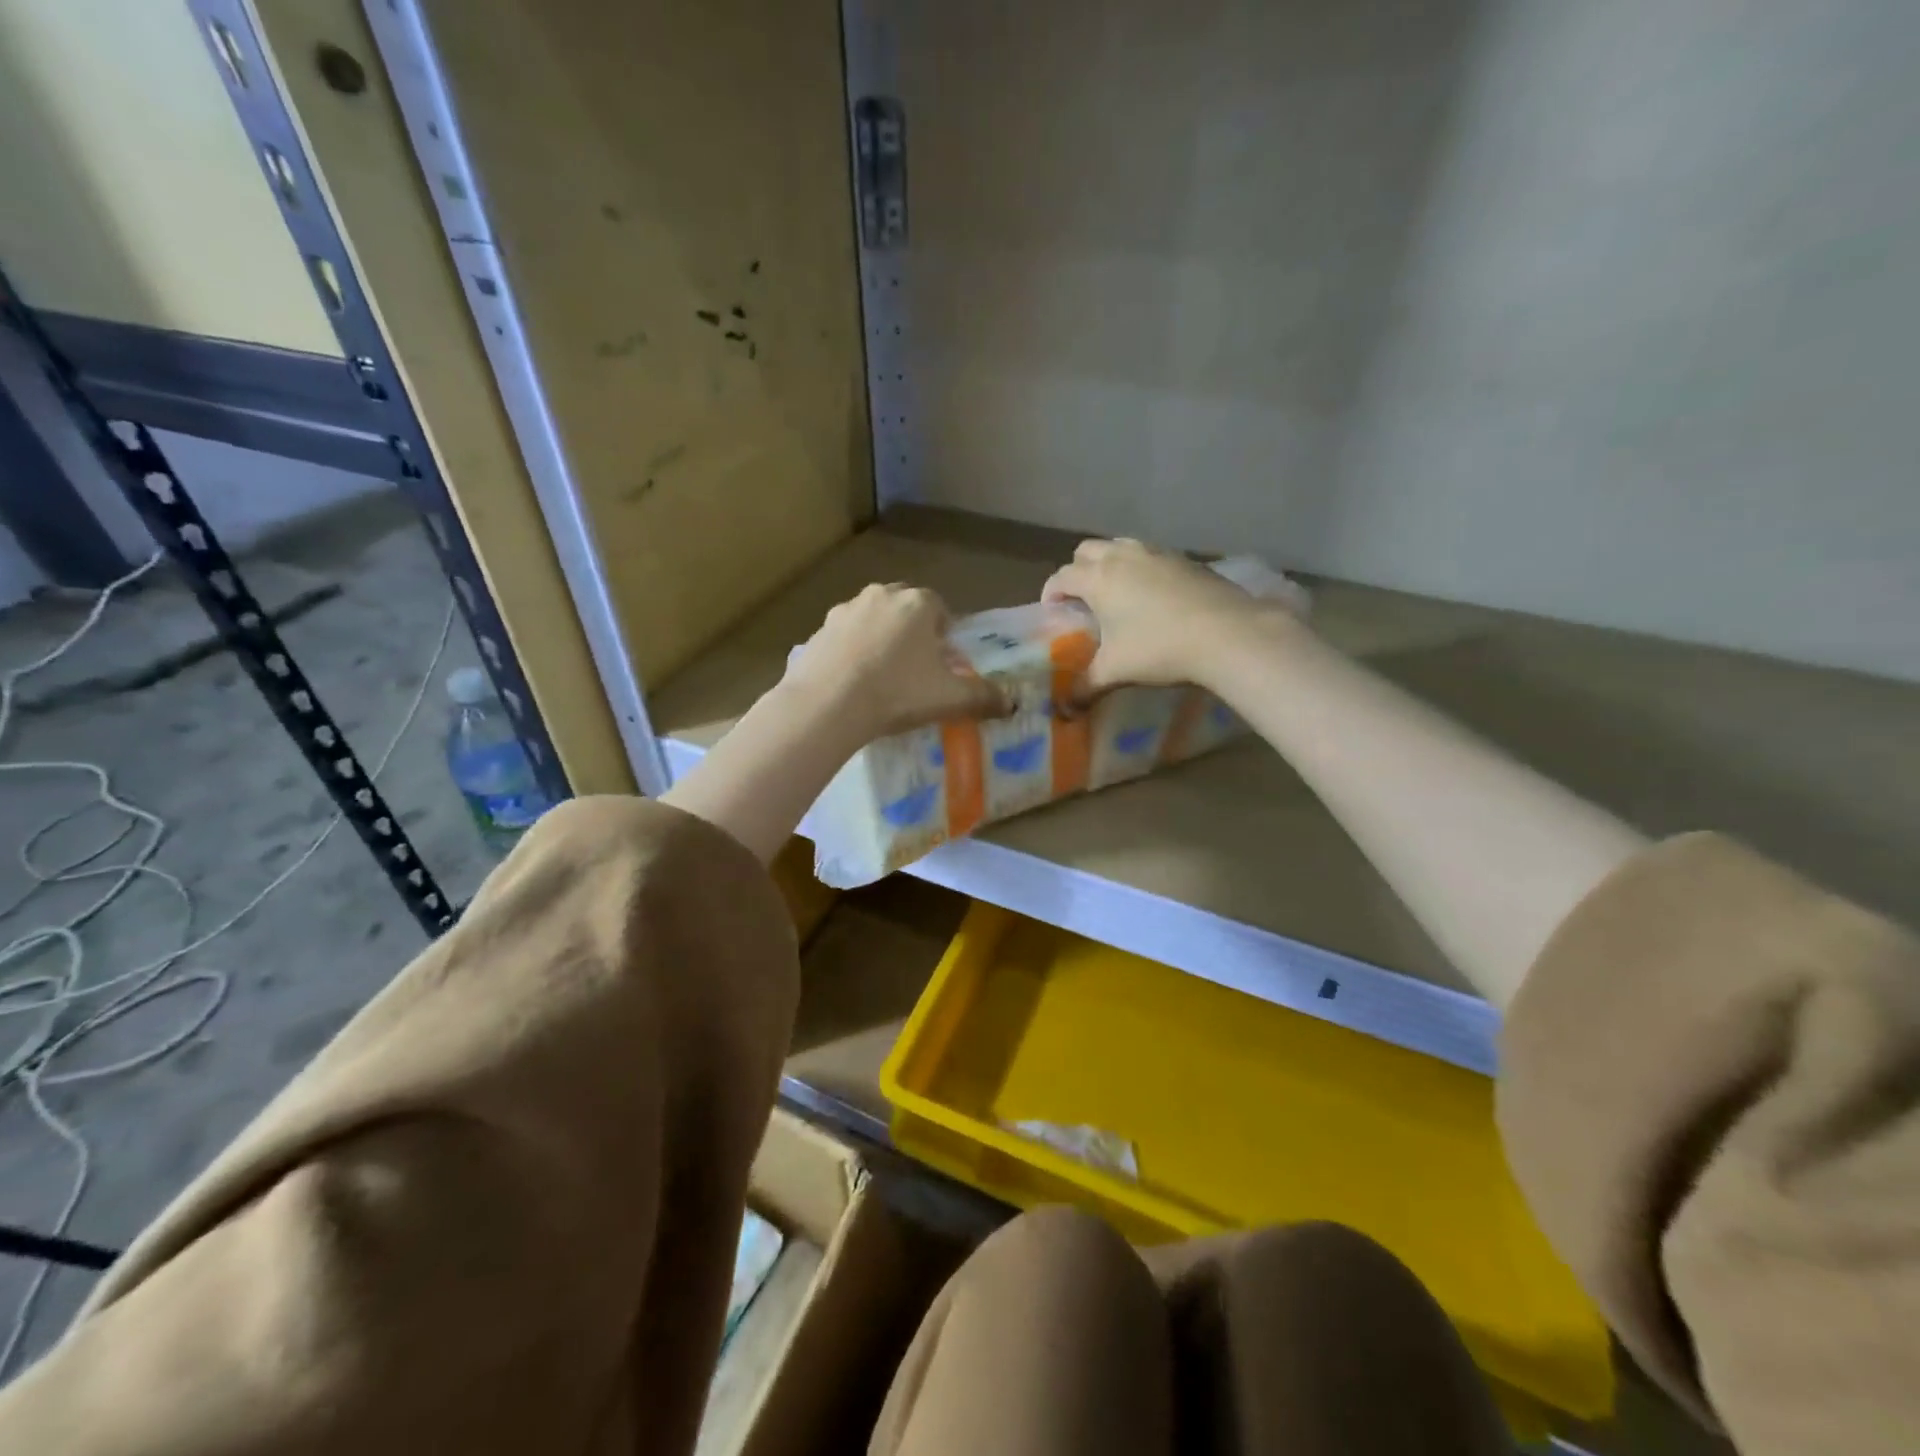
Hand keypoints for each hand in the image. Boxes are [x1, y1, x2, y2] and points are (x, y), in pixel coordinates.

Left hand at [784, 583, 1007, 742]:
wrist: (829, 704)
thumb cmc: (898, 692)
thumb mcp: (949, 698)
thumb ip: (983, 697)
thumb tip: (1012, 704)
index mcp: (917, 603)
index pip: (939, 608)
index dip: (944, 634)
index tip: (942, 663)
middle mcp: (881, 596)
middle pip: (904, 609)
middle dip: (911, 633)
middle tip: (914, 670)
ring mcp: (845, 610)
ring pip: (871, 620)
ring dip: (879, 640)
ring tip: (881, 678)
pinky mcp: (818, 631)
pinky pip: (843, 638)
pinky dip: (850, 653)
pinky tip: (852, 683)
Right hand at [1043, 538, 1299, 693]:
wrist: (1227, 633)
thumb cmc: (1159, 649)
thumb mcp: (1116, 672)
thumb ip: (1086, 688)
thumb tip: (1066, 709)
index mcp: (1098, 579)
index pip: (1062, 576)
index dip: (1051, 592)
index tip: (1052, 610)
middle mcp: (1122, 557)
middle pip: (1087, 550)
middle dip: (1078, 571)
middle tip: (1083, 600)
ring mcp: (1156, 553)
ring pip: (1120, 546)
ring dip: (1110, 563)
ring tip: (1117, 593)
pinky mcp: (1185, 558)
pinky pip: (1151, 555)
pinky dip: (1141, 568)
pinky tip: (1154, 596)